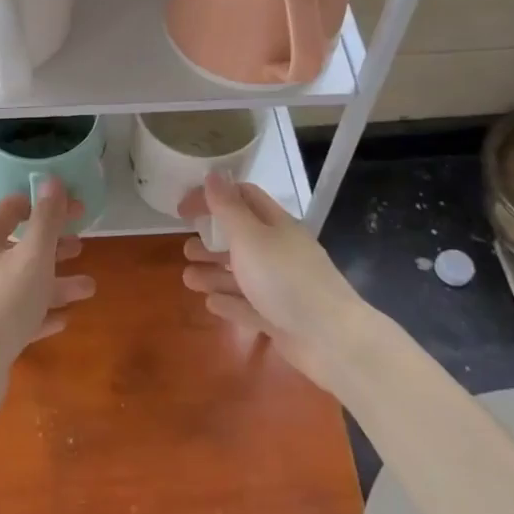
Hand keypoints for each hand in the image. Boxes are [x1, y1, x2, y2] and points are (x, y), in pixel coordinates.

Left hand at [0, 177, 94, 424]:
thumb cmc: (5, 301)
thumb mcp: (33, 255)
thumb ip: (46, 219)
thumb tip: (52, 179)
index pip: (11, 209)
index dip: (42, 204)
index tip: (73, 208)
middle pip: (20, 248)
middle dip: (53, 246)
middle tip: (81, 246)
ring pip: (25, 284)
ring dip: (56, 283)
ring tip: (88, 288)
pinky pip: (21, 316)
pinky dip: (42, 313)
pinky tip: (64, 319)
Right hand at [178, 172, 383, 396]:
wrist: (331, 340)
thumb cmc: (285, 279)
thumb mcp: (250, 237)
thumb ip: (228, 208)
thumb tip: (213, 174)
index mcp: (275, 225)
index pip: (242, 198)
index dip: (212, 198)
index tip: (182, 209)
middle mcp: (279, 251)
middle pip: (240, 238)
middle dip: (211, 241)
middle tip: (186, 249)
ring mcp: (281, 286)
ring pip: (241, 274)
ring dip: (214, 274)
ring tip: (189, 279)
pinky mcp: (279, 317)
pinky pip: (249, 306)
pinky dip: (230, 303)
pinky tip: (211, 304)